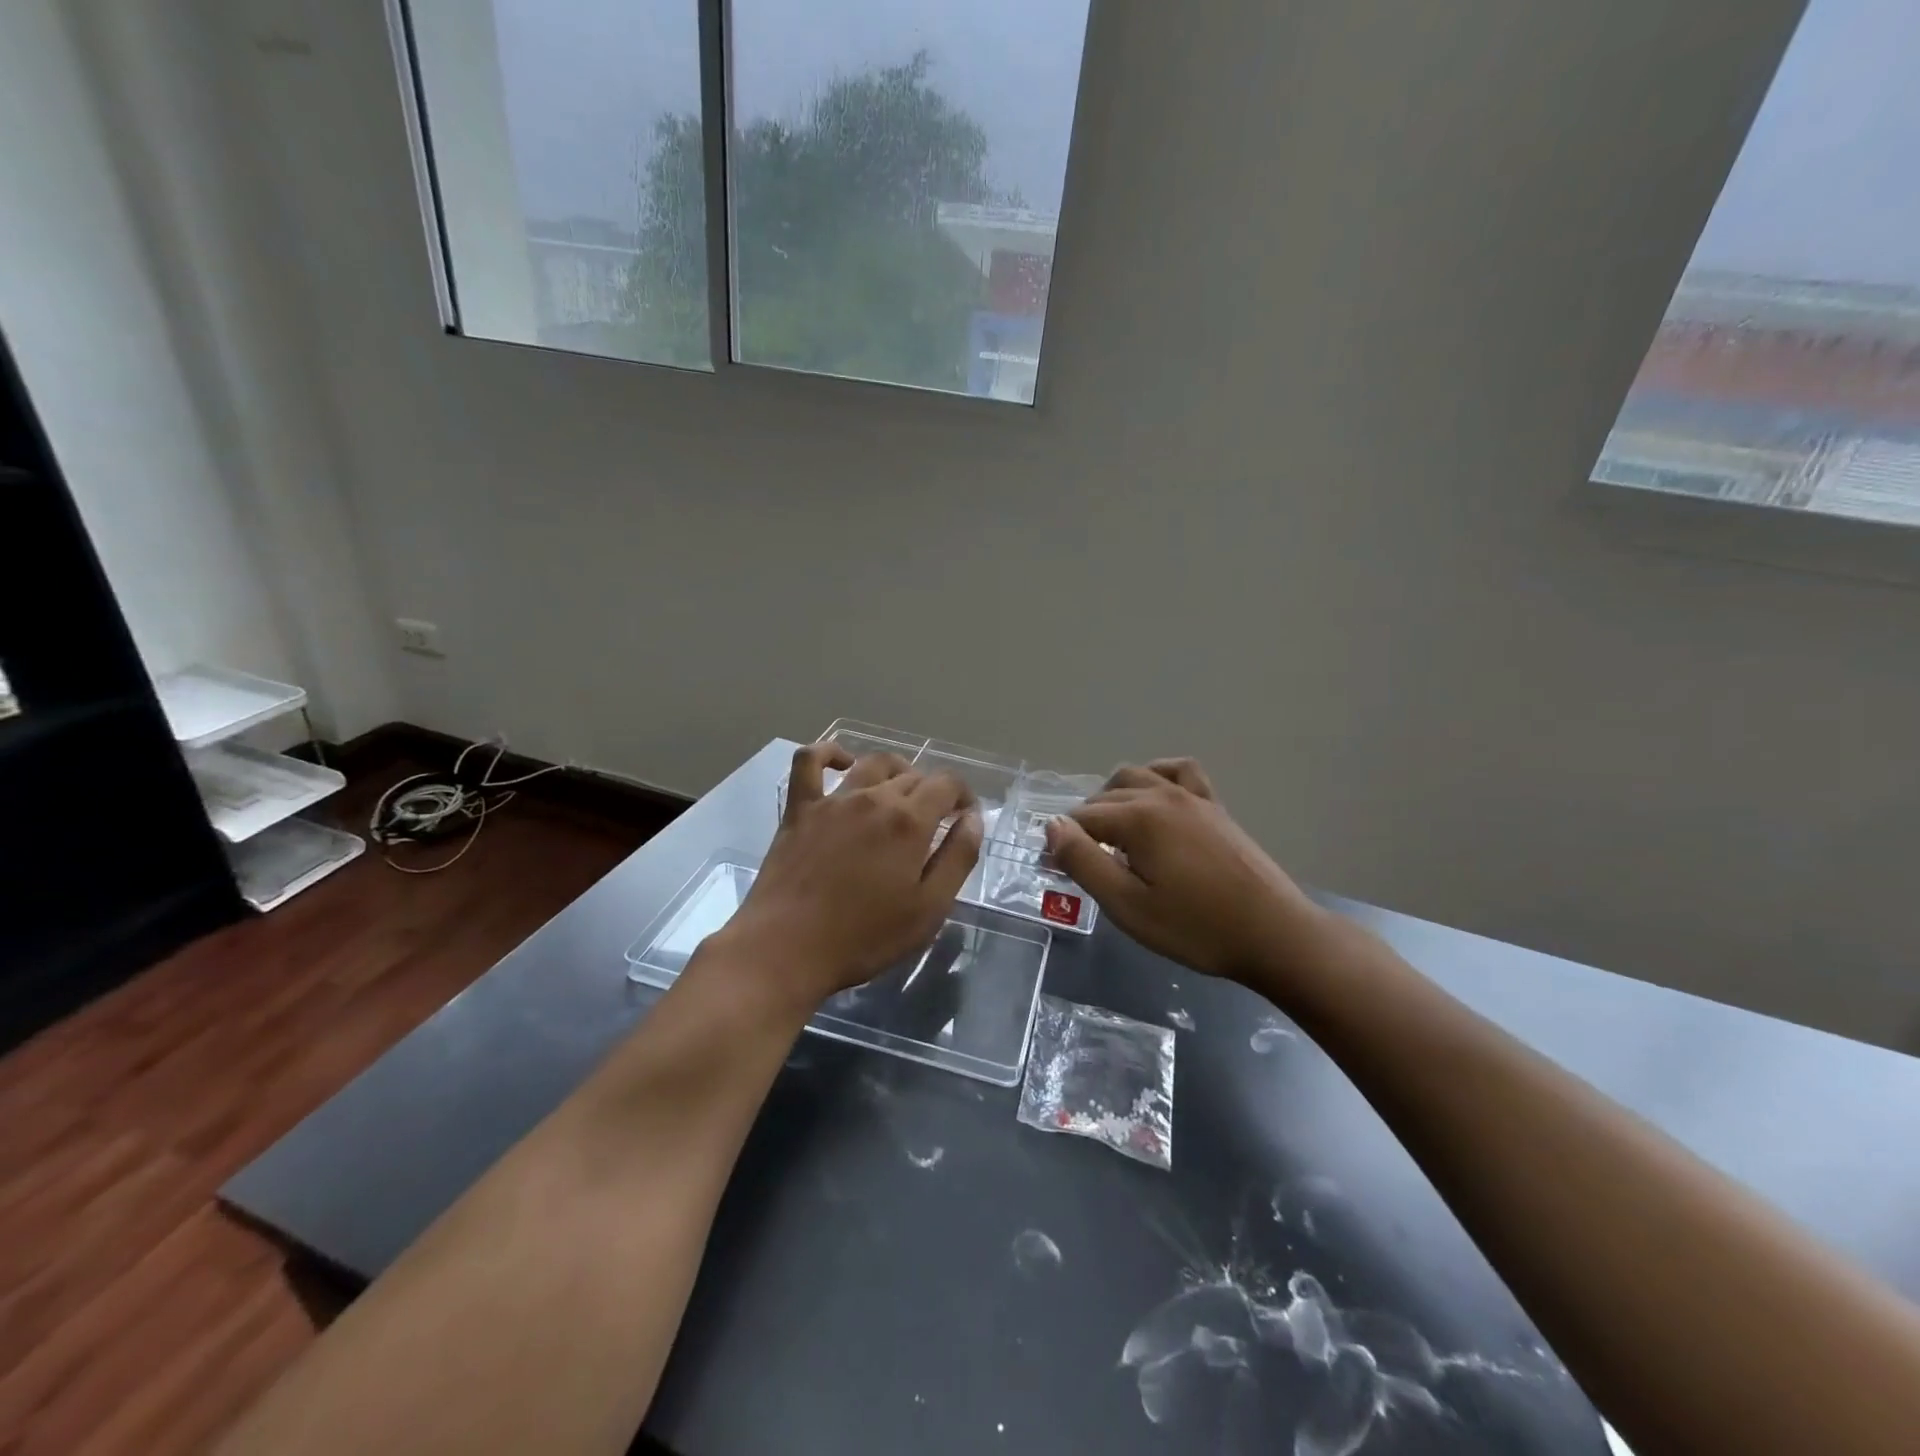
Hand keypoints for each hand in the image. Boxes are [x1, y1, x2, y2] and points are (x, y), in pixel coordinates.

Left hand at [715, 743, 983, 1009]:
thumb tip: (973, 819)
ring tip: (901, 791)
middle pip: (913, 775)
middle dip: (932, 791)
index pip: (947, 784)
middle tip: (934, 821)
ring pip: (872, 764)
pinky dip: (829, 752)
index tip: (965, 817)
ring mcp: (833, 800)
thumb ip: (957, 858)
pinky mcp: (799, 809)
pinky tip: (843, 762)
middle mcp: (874, 798)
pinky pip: (809, 761)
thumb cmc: (864, 937)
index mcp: (909, 821)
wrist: (786, 948)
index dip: (963, 795)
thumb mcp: (929, 909)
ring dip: (896, 770)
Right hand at [1044, 759, 1322, 984]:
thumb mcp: (1127, 905)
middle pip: (1104, 797)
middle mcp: (1161, 794)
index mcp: (1137, 817)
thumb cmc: (1196, 927)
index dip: (1062, 845)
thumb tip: (1052, 826)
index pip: (1080, 820)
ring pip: (1136, 776)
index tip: (1058, 873)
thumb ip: (1084, 862)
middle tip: (1079, 864)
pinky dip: (1157, 776)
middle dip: (1083, 825)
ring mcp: (1191, 796)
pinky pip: (1179, 771)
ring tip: (1109, 832)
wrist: (1273, 934)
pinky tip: (1153, 796)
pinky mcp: (1214, 806)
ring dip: (1112, 797)